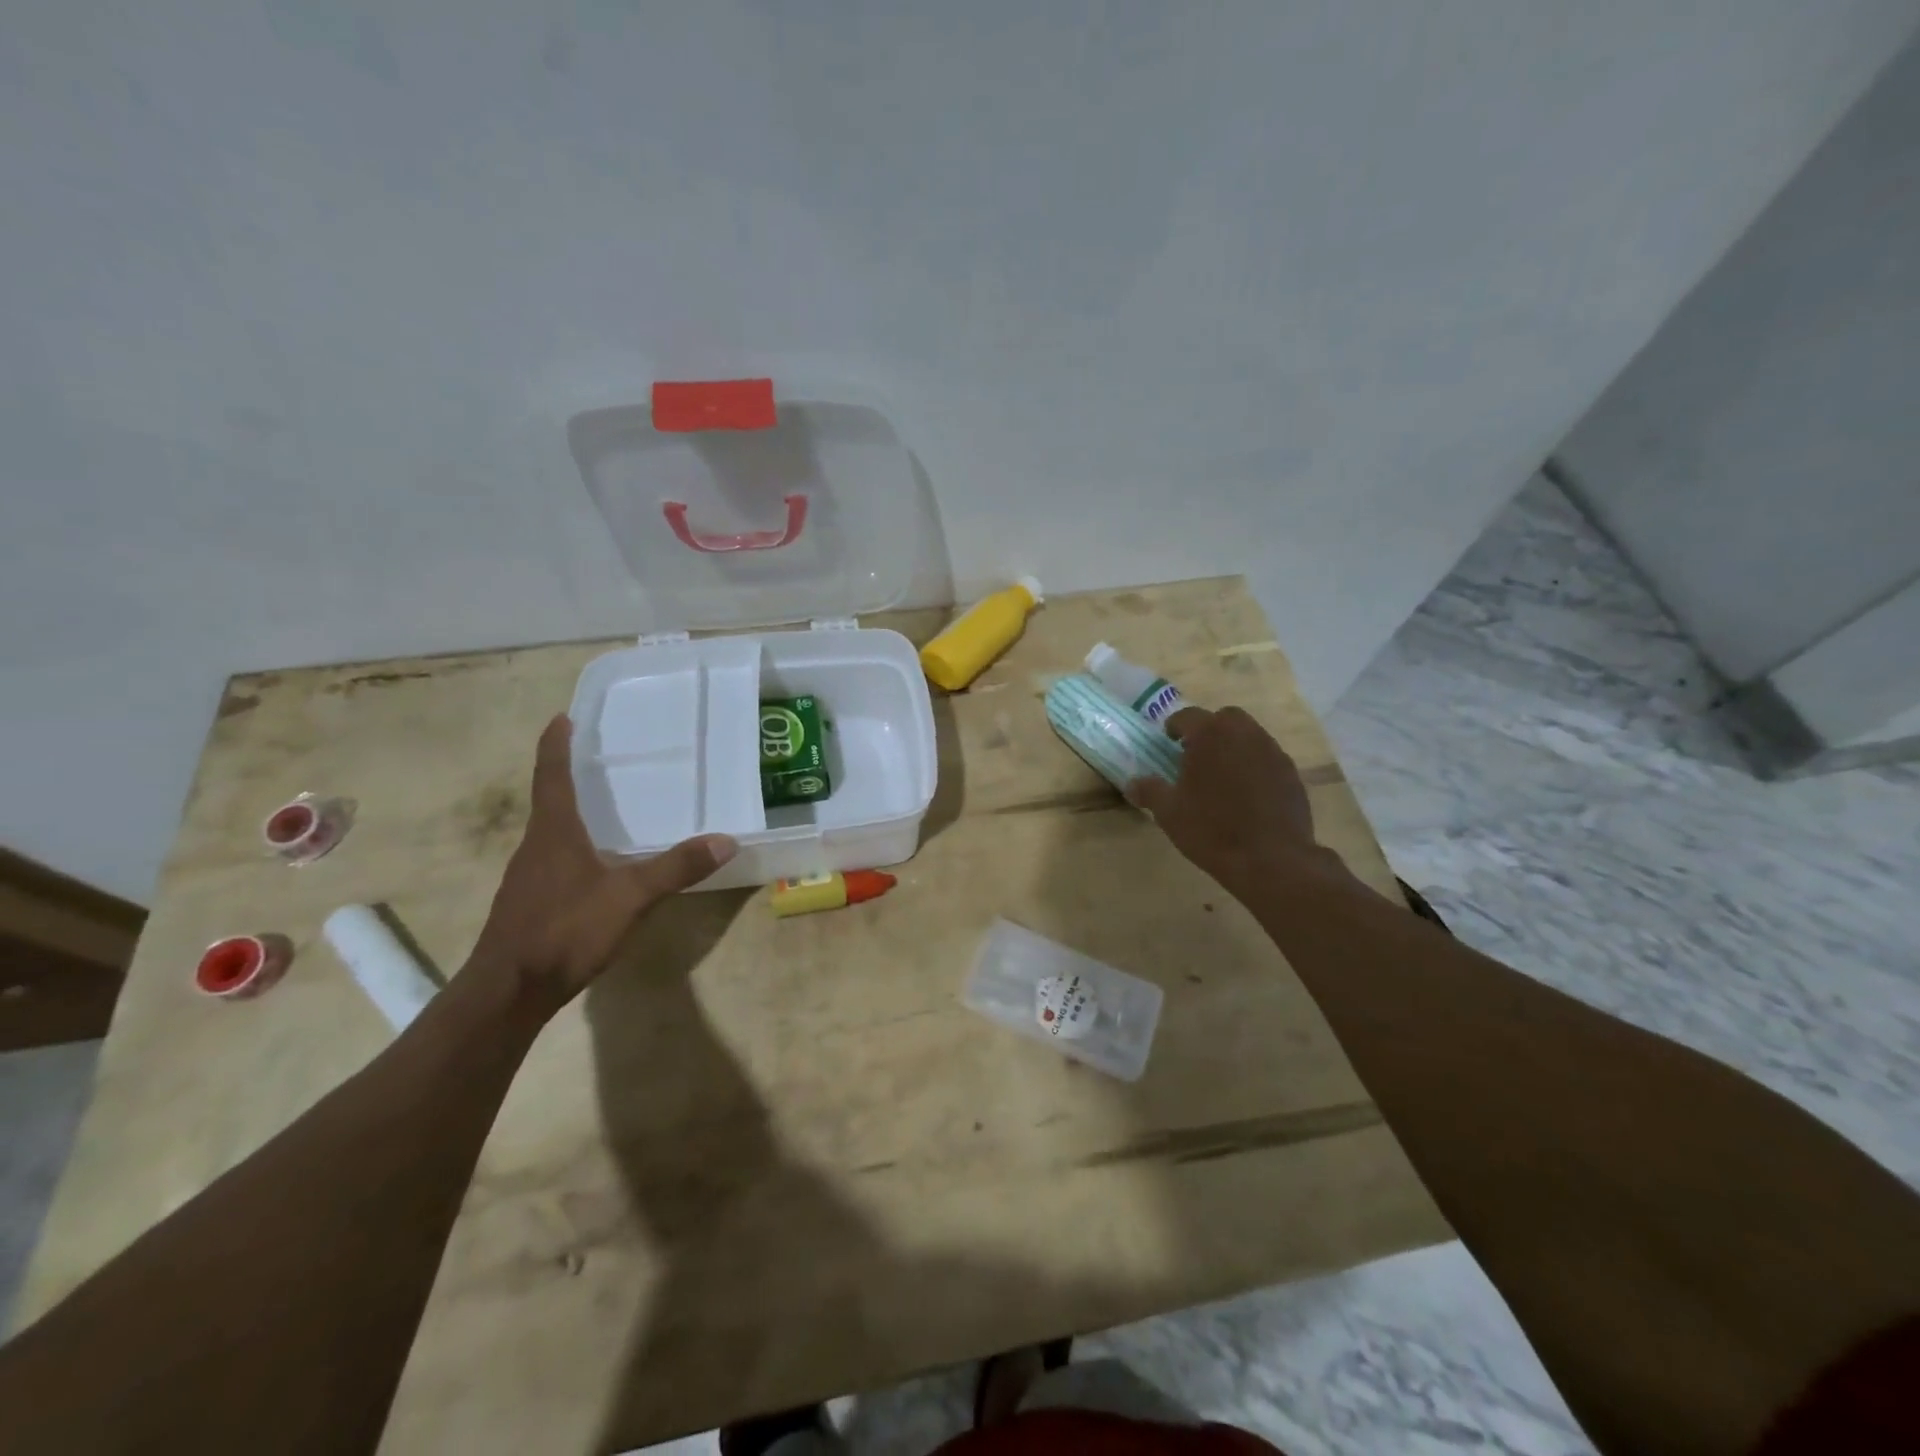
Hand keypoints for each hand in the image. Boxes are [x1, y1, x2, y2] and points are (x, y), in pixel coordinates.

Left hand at [470, 715, 736, 1012]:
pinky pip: (554, 860)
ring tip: (603, 806)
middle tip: (598, 757)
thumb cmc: (564, 931)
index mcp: (553, 833)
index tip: (561, 717)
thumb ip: (676, 868)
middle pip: (549, 800)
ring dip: (571, 812)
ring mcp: (528, 877)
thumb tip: (725, 840)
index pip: (552, 776)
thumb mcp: (629, 897)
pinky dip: (573, 846)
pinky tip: (596, 864)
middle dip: (568, 774)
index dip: (556, 745)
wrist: (507, 993)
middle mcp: (536, 847)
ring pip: (551, 832)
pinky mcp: (529, 903)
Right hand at [1127, 706, 1355, 902]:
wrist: (1270, 859)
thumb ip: (1149, 791)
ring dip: (1233, 747)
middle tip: (1196, 755)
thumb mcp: (1169, 812)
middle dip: (1209, 730)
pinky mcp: (1291, 774)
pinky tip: (1246, 794)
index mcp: (1210, 735)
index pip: (1187, 716)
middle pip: (1225, 719)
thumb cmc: (1211, 829)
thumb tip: (1131, 784)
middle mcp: (1244, 734)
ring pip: (1249, 736)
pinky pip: (1267, 759)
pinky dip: (1254, 766)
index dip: (1174, 727)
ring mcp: (1272, 752)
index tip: (1168, 741)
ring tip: (1221, 775)